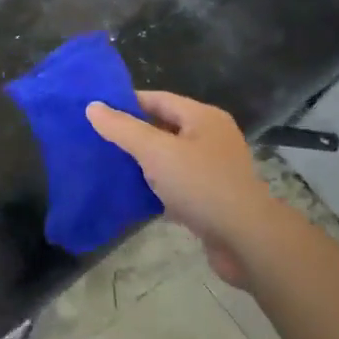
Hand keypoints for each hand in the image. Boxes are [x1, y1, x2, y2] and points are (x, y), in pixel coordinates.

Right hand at [86, 91, 283, 287]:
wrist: (246, 240)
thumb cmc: (201, 185)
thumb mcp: (156, 151)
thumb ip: (123, 129)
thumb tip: (92, 106)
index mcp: (202, 117)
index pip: (158, 98)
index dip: (126, 102)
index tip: (96, 111)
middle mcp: (211, 138)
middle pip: (164, 127)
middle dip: (132, 133)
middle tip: (97, 139)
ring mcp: (213, 169)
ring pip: (169, 158)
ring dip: (143, 162)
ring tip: (108, 165)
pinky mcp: (211, 198)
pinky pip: (176, 184)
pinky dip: (155, 186)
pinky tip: (132, 194)